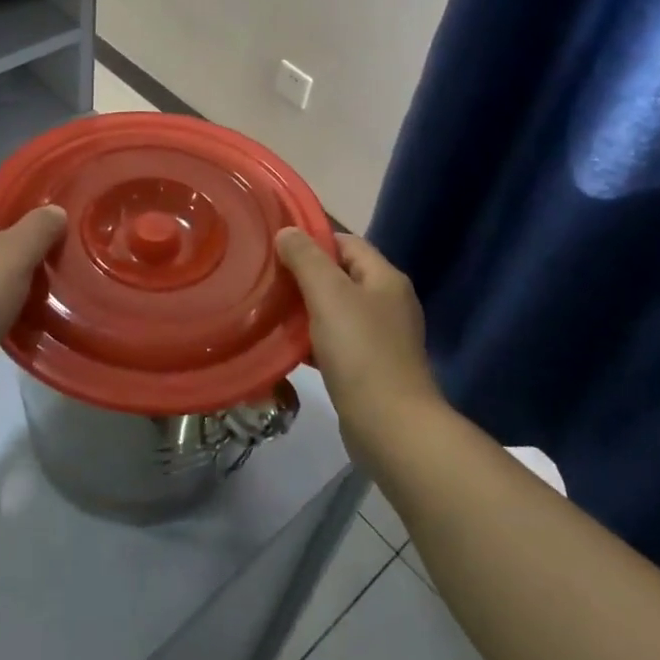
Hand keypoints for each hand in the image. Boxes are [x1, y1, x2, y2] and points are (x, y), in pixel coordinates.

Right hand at [276, 230, 441, 456]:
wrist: (391, 427)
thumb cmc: (360, 351)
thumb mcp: (329, 294)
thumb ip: (306, 259)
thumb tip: (287, 232)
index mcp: (385, 278)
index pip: (346, 242)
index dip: (313, 240)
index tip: (277, 247)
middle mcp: (388, 303)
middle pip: (341, 276)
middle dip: (305, 275)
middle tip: (268, 278)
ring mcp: (382, 338)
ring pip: (336, 311)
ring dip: (306, 309)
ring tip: (270, 309)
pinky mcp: (371, 369)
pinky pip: (337, 342)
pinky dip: (313, 340)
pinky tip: (288, 346)